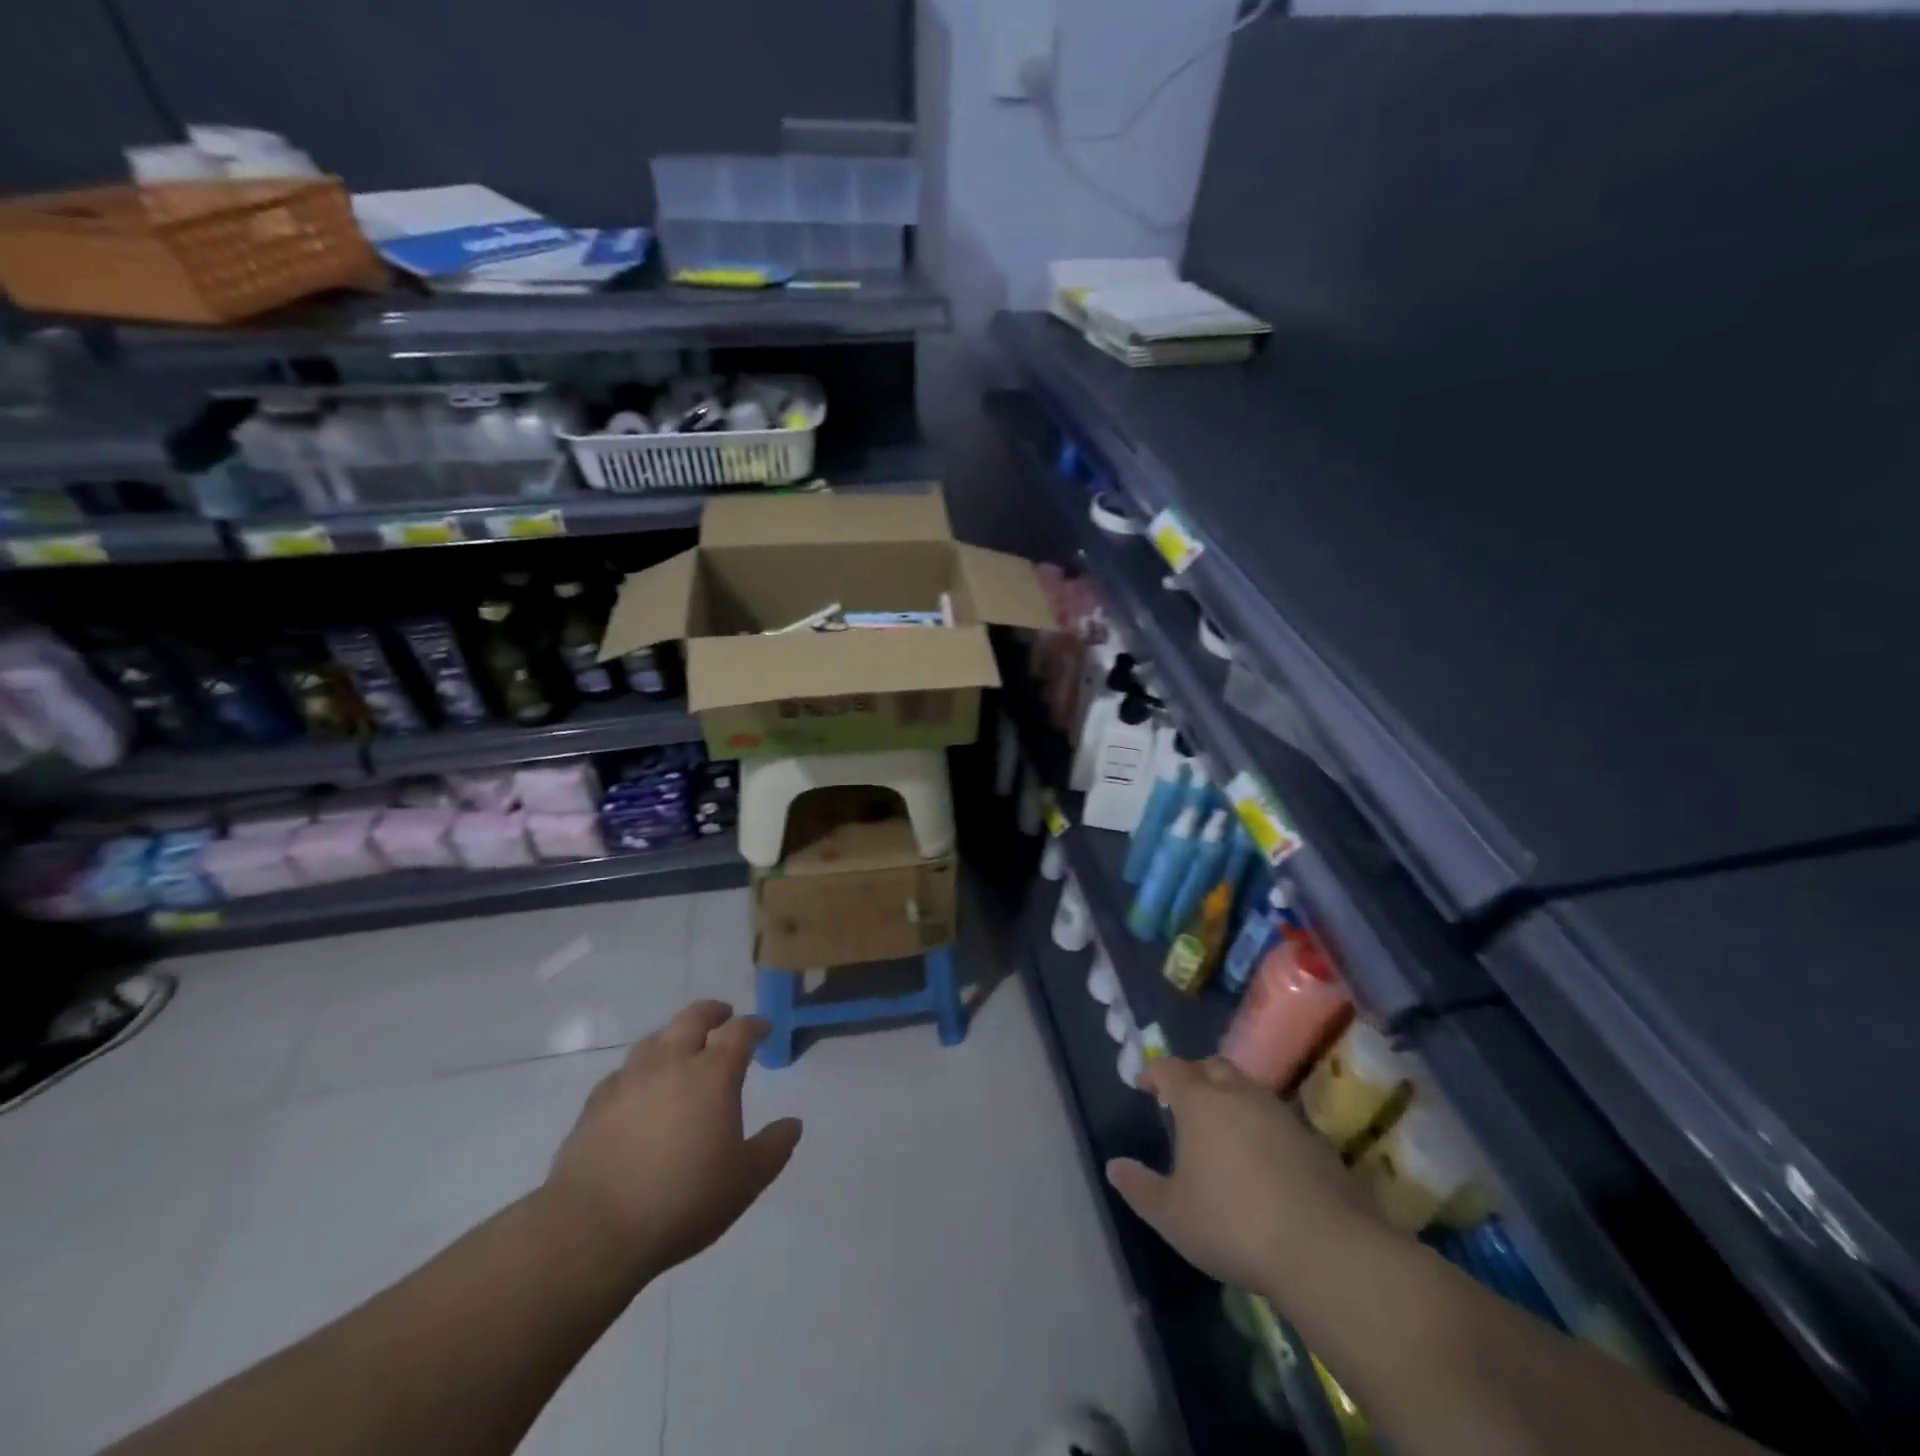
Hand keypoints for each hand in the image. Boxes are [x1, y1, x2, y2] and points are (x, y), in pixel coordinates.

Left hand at [543, 1001, 801, 1284]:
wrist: (593, 1229)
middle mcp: (671, 1063)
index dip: (754, 1025)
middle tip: (724, 1017)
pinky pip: (624, 1071)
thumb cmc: (682, 1200)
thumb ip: (773, 1148)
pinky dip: (640, 1070)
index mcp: (712, 1074)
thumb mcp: (744, 1181)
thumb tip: (793, 1123)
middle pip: (693, 1018)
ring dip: (674, 1036)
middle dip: (713, 1012)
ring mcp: (629, 1079)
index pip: (739, 1031)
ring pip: (655, 1039)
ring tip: (682, 1050)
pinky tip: (640, 1089)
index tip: (763, 1029)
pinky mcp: (596, 1103)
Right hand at [1106, 1056, 1380, 1294]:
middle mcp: (1239, 1094)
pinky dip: (1262, 1127)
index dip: (1154, 1072)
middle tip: (1185, 1100)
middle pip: (1213, 1067)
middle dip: (1195, 1076)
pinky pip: (1277, 1119)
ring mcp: (1281, 1114)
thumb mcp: (1172, 1215)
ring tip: (1222, 1128)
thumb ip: (1139, 1188)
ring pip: (1249, 1089)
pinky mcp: (1314, 1140)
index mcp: (1200, 1102)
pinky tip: (1262, 1160)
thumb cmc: (1233, 1224)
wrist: (1325, 1248)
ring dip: (1231, 1098)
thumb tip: (1114, 1166)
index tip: (1144, 1084)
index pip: (1170, 1069)